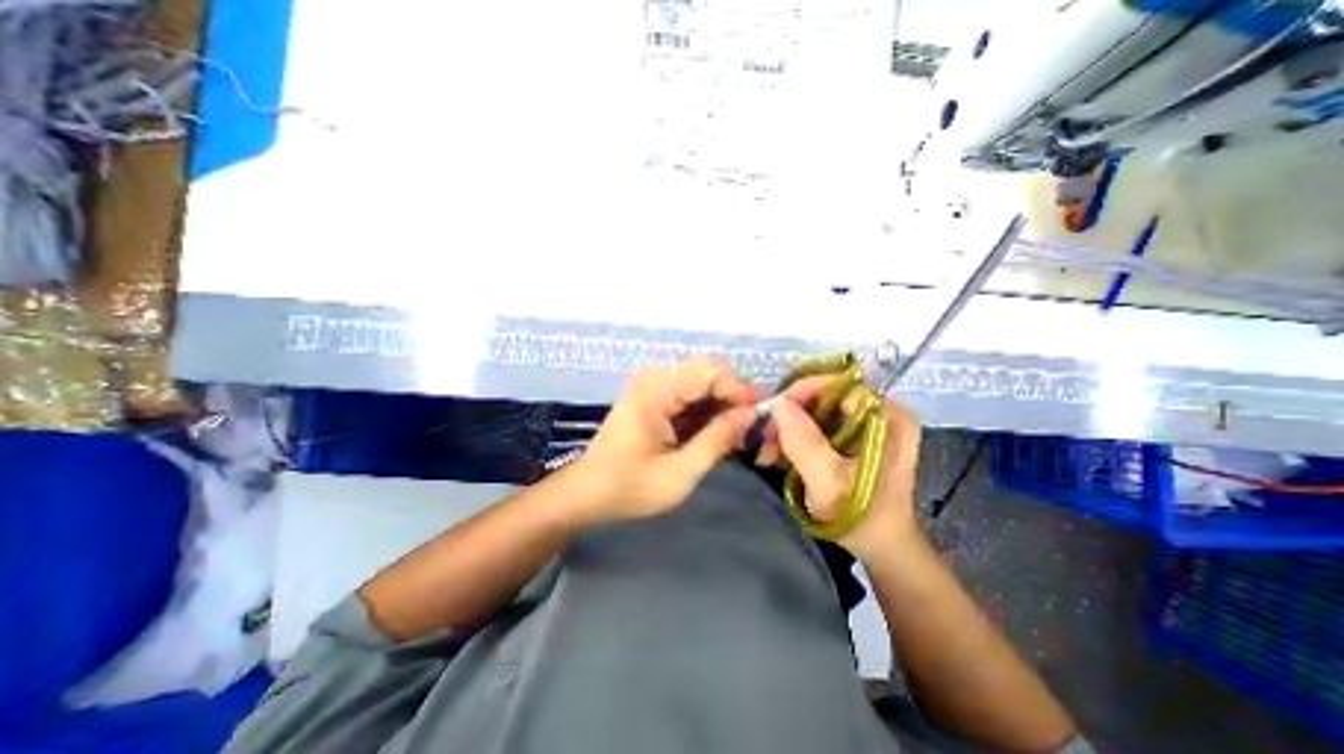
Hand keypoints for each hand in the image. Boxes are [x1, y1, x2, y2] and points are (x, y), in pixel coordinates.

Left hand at [570, 357, 758, 525]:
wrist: (587, 493)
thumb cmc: (630, 488)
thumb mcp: (681, 473)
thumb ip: (717, 441)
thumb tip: (749, 415)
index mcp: (656, 393)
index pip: (708, 372)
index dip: (737, 388)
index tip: (757, 413)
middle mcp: (653, 381)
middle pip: (705, 372)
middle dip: (730, 395)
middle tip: (746, 425)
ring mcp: (651, 388)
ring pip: (698, 383)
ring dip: (719, 403)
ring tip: (734, 433)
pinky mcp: (651, 399)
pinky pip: (687, 395)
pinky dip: (704, 411)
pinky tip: (713, 432)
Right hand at [767, 378, 924, 565]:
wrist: (881, 547)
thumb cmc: (862, 518)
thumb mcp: (829, 483)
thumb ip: (804, 442)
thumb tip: (777, 404)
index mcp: (889, 416)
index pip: (840, 384)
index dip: (803, 393)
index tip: (773, 414)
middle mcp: (880, 412)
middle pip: (825, 396)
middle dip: (790, 415)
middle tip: (765, 437)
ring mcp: (866, 424)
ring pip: (816, 410)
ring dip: (788, 428)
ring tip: (767, 452)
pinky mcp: (853, 437)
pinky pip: (817, 425)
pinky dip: (795, 437)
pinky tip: (778, 454)